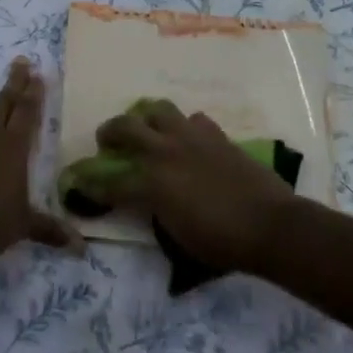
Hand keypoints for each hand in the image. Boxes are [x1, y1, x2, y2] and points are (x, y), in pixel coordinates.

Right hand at [86, 101, 298, 274]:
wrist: (270, 225)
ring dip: (147, 119)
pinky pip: (194, 120)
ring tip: (149, 130)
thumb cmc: (222, 242)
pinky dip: (187, 128)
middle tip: (107, 141)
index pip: (111, 182)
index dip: (93, 185)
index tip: (81, 185)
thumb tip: (148, 200)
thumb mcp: (178, 236)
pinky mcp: (216, 135)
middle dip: (109, 133)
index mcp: (151, 182)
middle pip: (124, 127)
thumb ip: (156, 211)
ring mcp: (191, 138)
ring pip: (158, 110)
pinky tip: (190, 140)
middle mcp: (165, 152)